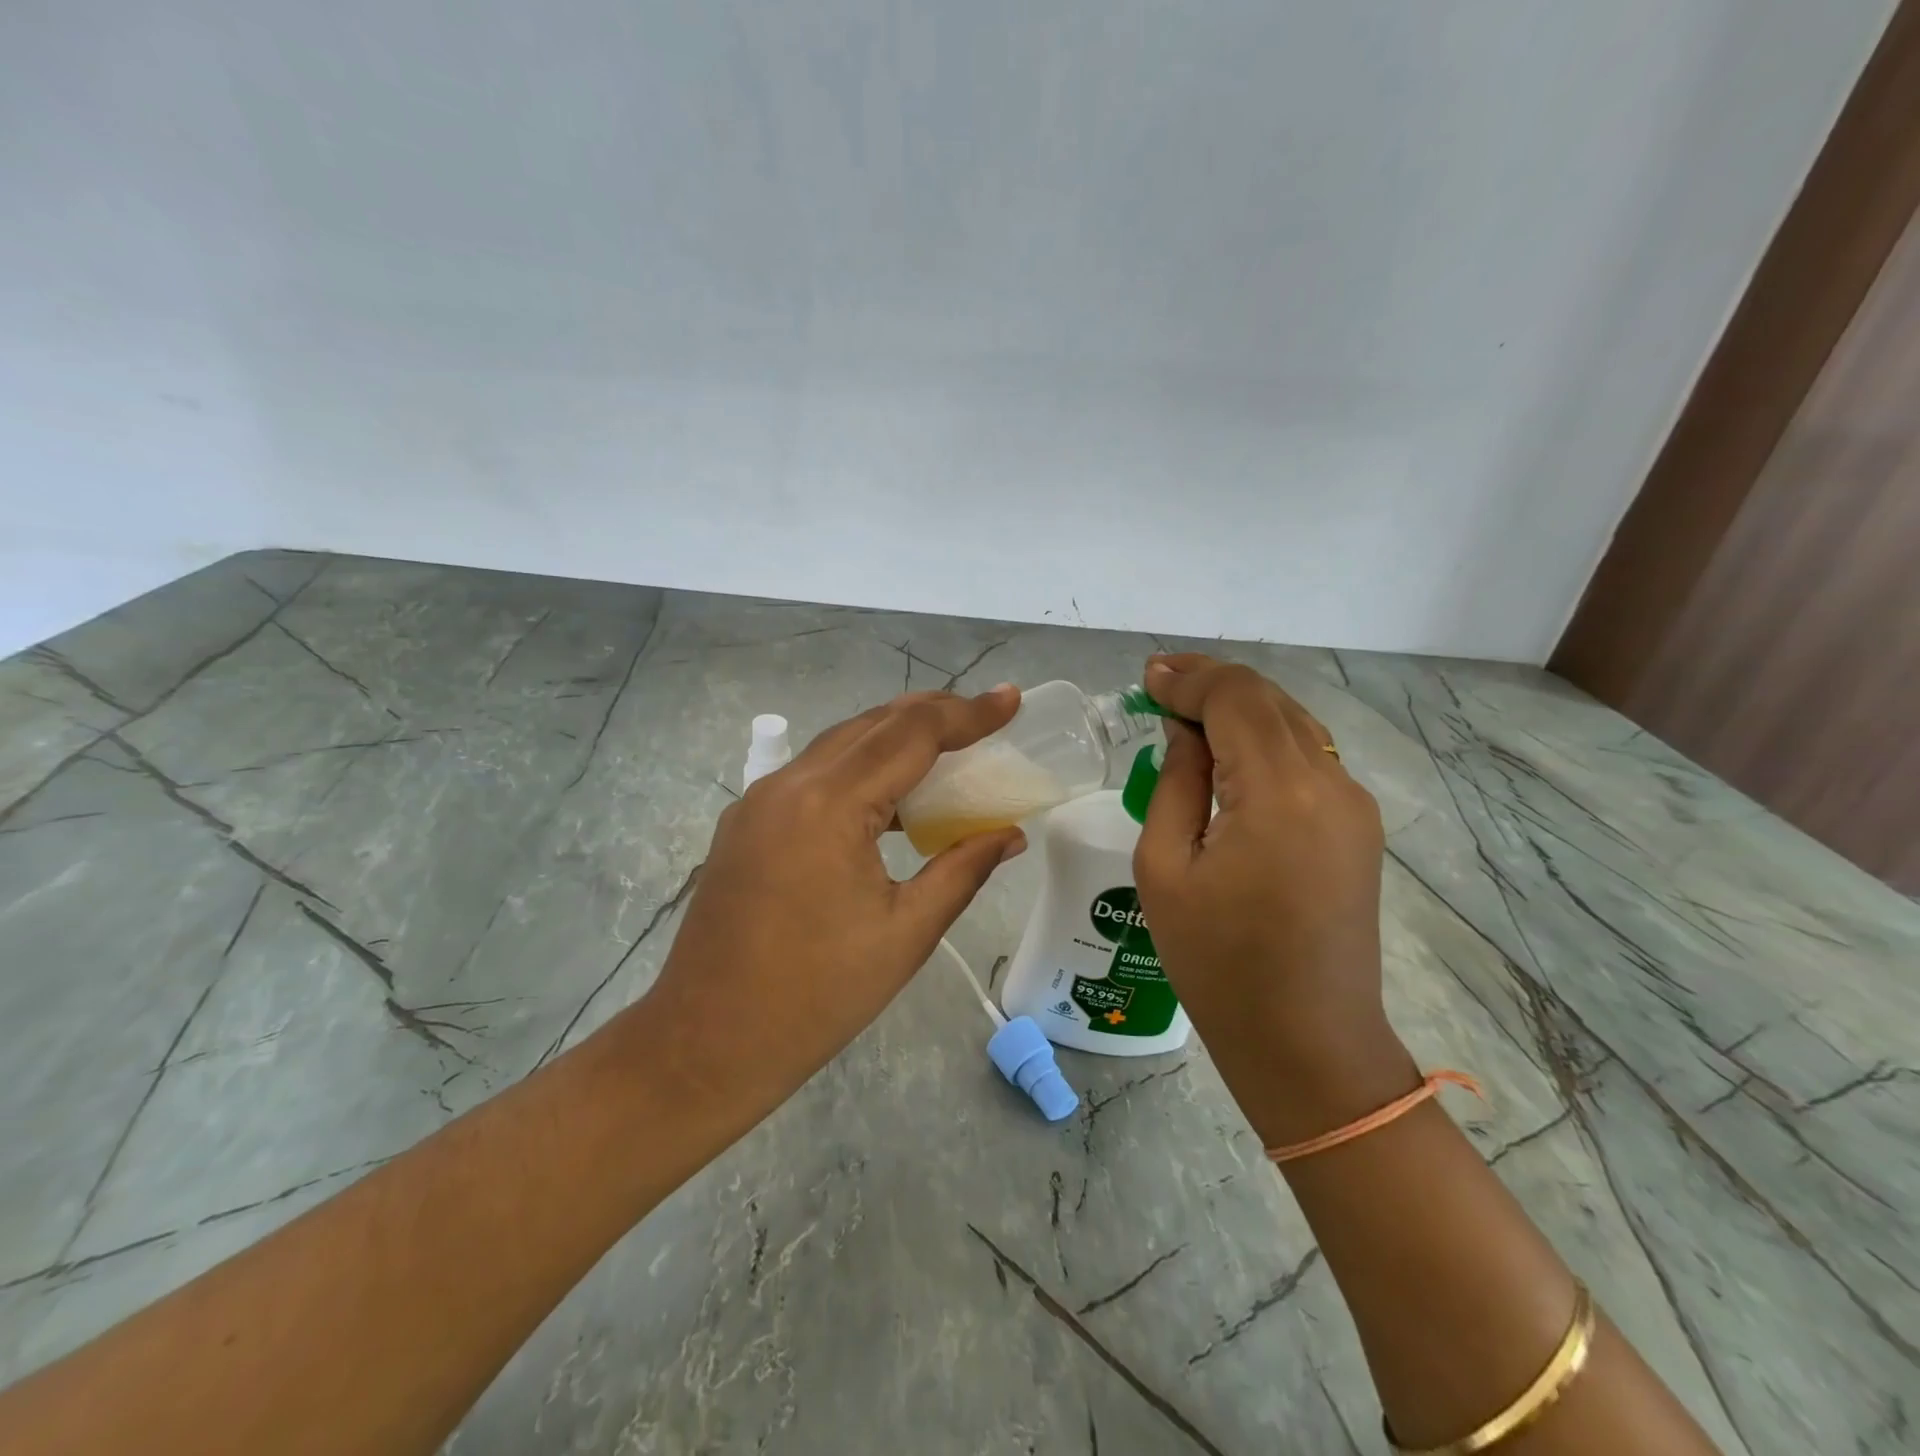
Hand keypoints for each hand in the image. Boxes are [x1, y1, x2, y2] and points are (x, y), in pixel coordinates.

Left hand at [638, 687, 1027, 1122]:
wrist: (706, 1044)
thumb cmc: (816, 997)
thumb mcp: (905, 934)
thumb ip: (962, 870)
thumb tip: (1010, 835)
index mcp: (829, 806)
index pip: (911, 734)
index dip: (967, 713)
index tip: (1011, 700)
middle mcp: (788, 785)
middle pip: (872, 725)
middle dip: (933, 714)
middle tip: (986, 717)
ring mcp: (759, 801)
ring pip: (839, 745)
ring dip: (894, 738)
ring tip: (948, 747)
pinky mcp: (746, 823)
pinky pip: (813, 775)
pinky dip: (859, 768)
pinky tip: (888, 797)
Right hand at [1133, 654, 1415, 1142]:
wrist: (1307, 1042)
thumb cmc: (1218, 964)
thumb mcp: (1165, 869)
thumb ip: (1175, 783)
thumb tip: (1184, 732)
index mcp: (1280, 794)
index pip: (1236, 698)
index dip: (1188, 678)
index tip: (1145, 678)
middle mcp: (1330, 784)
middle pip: (1270, 701)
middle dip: (1212, 683)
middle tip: (1158, 683)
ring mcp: (1354, 806)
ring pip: (1293, 724)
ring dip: (1239, 708)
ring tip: (1185, 709)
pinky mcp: (1358, 828)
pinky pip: (1307, 759)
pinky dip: (1263, 740)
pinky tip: (1227, 752)